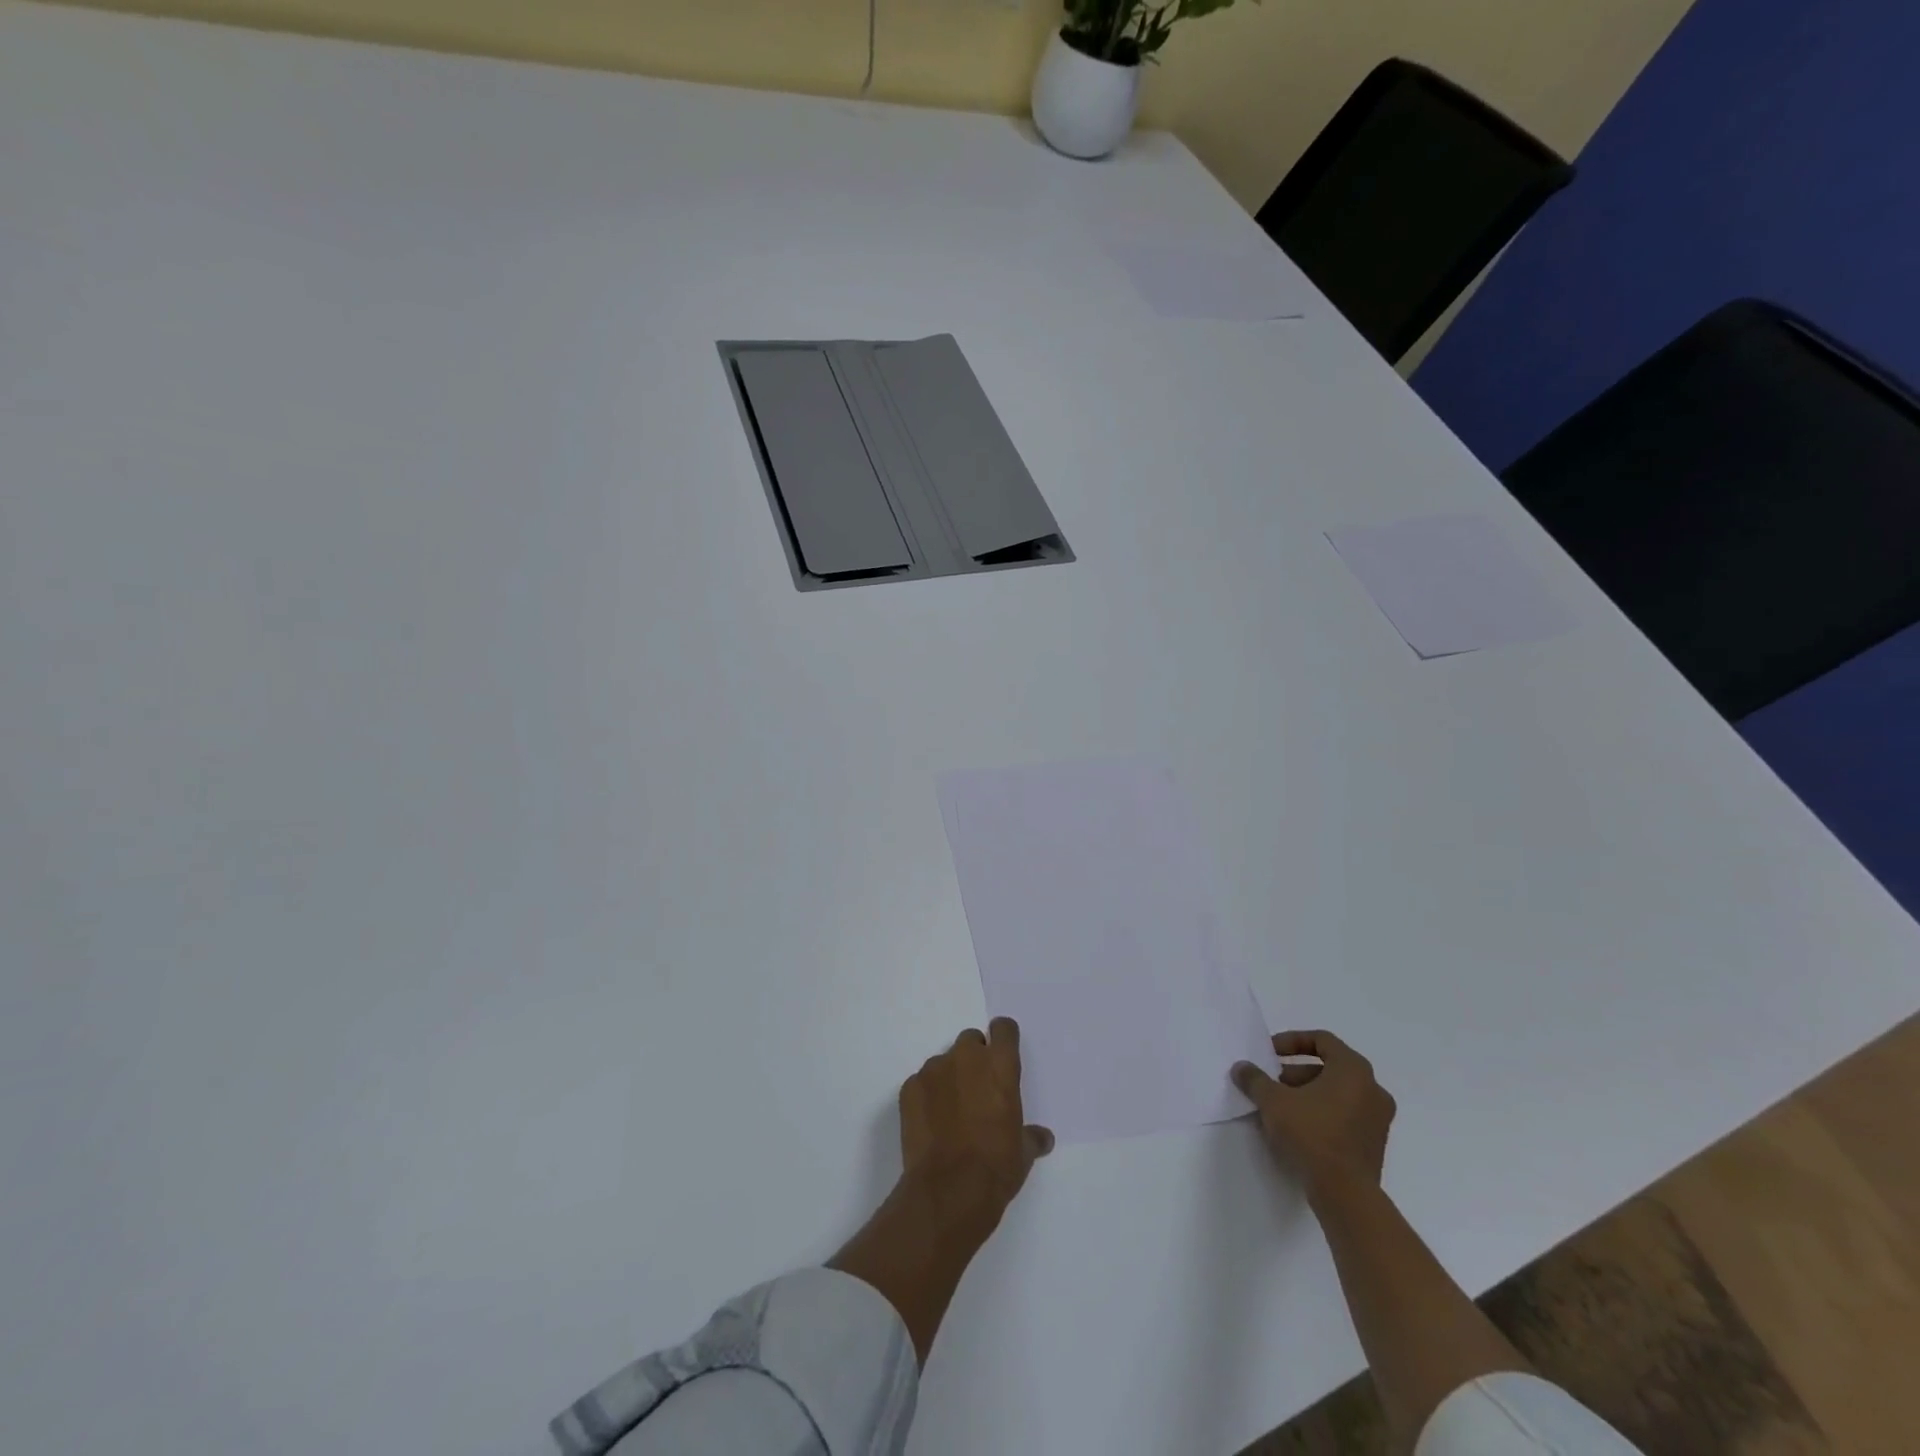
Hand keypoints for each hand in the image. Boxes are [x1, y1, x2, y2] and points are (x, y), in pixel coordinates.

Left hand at [900, 1017, 1054, 1214]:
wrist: (948, 1191)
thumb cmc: (996, 1167)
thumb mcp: (1023, 1153)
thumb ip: (1031, 1136)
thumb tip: (1042, 1137)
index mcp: (1000, 1065)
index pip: (1003, 1029)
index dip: (1003, 1039)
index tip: (1002, 1056)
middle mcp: (966, 1057)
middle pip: (971, 1041)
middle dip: (974, 1059)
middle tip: (977, 1091)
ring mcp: (934, 1070)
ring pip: (944, 1062)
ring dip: (949, 1078)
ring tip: (951, 1114)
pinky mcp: (909, 1087)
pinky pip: (922, 1083)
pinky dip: (927, 1097)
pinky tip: (931, 1125)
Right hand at [1231, 1029, 1394, 1202]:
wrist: (1345, 1194)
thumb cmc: (1311, 1134)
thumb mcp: (1273, 1101)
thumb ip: (1255, 1079)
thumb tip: (1241, 1068)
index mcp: (1353, 1070)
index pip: (1322, 1040)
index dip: (1292, 1041)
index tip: (1270, 1054)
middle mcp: (1373, 1089)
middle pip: (1330, 1067)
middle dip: (1296, 1072)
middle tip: (1272, 1084)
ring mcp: (1379, 1119)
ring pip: (1338, 1093)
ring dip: (1309, 1093)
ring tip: (1281, 1108)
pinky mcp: (1375, 1144)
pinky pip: (1346, 1115)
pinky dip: (1323, 1113)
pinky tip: (1299, 1129)